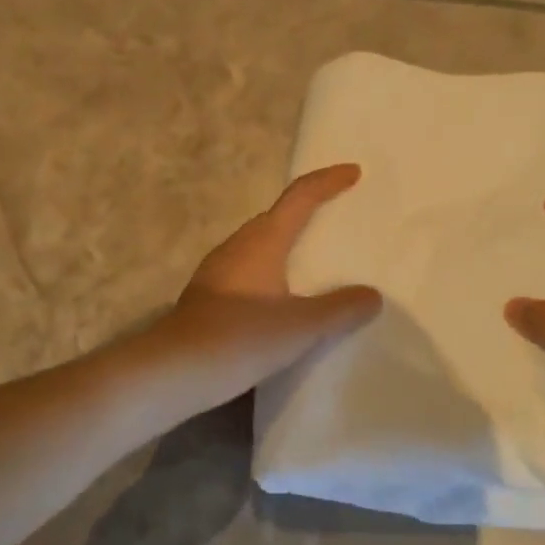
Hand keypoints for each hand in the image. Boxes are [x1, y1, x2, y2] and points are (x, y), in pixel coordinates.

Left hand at [153, 164, 381, 415]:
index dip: (328, 181)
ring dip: (287, 242)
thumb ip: (340, 309)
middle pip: (278, 216)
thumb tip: (372, 295)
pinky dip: (272, 269)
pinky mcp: (209, 295)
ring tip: (314, 258)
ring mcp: (218, 270)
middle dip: (307, 210)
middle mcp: (238, 246)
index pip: (300, 197)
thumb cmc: (240, 338)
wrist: (172, 371)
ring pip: (260, 243)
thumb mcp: (301, 327)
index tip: (353, 172)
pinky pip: (249, 267)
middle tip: (337, 216)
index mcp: (263, 241)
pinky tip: (281, 296)